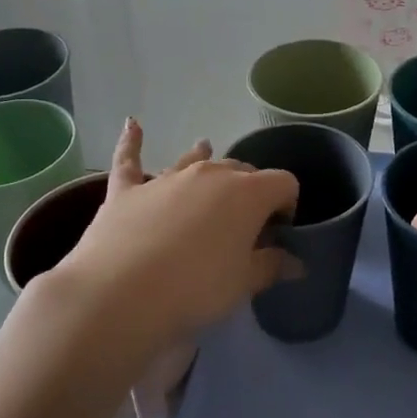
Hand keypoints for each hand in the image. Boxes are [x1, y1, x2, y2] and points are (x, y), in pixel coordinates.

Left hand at [47, 119, 299, 364]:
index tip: (279, 231)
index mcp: (248, 193)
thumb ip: (271, 266)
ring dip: (203, 156)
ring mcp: (166, 178)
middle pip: (241, 169)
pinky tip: (132, 124)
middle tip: (245, 222)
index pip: (283, 183)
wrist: (120, 293)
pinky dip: (132, 141)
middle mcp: (210, 174)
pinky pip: (129, 159)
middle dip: (250, 189)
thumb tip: (296, 262)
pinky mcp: (127, 190)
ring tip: (206, 149)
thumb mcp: (243, 284)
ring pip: (193, 159)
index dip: (287, 205)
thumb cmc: (196, 288)